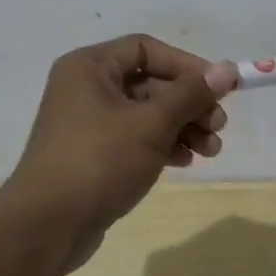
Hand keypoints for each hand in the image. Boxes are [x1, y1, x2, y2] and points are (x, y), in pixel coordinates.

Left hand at [3, 35, 236, 268]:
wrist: (48, 226)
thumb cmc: (100, 161)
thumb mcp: (152, 124)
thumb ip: (191, 94)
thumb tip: (227, 68)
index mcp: (90, 67)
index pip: (146, 49)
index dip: (187, 64)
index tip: (220, 86)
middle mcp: (86, 88)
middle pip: (150, 83)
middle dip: (190, 103)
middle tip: (220, 125)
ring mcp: (88, 123)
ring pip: (147, 114)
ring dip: (183, 127)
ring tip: (211, 150)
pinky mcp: (94, 154)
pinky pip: (136, 138)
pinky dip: (163, 145)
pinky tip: (185, 161)